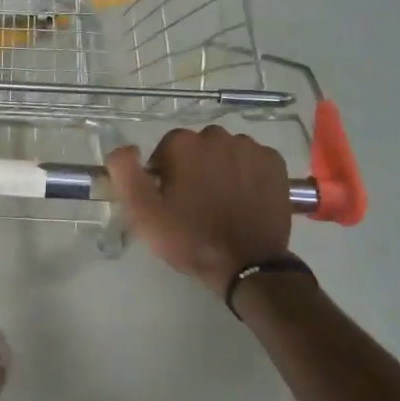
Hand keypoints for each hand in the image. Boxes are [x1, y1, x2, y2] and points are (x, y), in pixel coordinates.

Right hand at [106, 128, 292, 294]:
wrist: (247, 264)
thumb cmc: (189, 238)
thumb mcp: (142, 213)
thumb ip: (125, 173)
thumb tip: (124, 148)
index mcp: (183, 145)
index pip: (165, 149)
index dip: (164, 175)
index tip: (169, 200)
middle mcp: (218, 136)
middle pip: (197, 147)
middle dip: (193, 167)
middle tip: (195, 203)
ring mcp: (250, 148)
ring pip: (225, 151)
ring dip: (220, 168)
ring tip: (221, 202)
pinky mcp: (275, 163)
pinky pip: (252, 159)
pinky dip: (246, 173)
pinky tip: (243, 198)